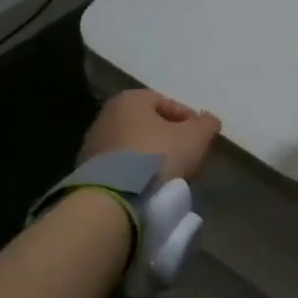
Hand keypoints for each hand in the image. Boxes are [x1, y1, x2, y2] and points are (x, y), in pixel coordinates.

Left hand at [81, 90, 221, 180]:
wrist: (115, 197)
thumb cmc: (158, 156)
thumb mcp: (195, 137)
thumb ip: (207, 124)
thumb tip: (209, 121)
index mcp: (130, 99)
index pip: (167, 102)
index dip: (189, 120)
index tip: (201, 138)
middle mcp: (107, 115)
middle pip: (149, 125)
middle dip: (170, 139)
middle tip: (188, 157)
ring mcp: (94, 144)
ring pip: (135, 146)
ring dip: (154, 157)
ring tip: (172, 176)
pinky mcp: (89, 171)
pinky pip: (123, 167)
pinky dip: (138, 173)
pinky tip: (151, 187)